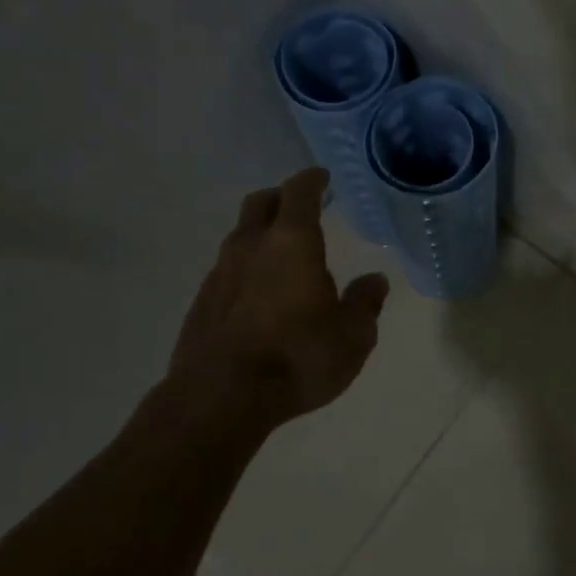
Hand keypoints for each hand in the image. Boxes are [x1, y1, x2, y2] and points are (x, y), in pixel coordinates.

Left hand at [160, 168, 389, 432]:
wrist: (220, 398)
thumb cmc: (298, 357)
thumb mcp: (352, 336)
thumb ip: (365, 303)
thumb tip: (374, 280)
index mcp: (291, 242)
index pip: (299, 192)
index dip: (312, 180)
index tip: (322, 178)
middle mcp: (251, 247)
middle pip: (260, 203)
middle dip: (280, 198)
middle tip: (299, 207)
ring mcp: (219, 273)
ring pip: (239, 236)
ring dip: (259, 235)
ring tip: (280, 255)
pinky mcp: (201, 303)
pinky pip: (226, 271)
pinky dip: (244, 269)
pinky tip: (257, 294)